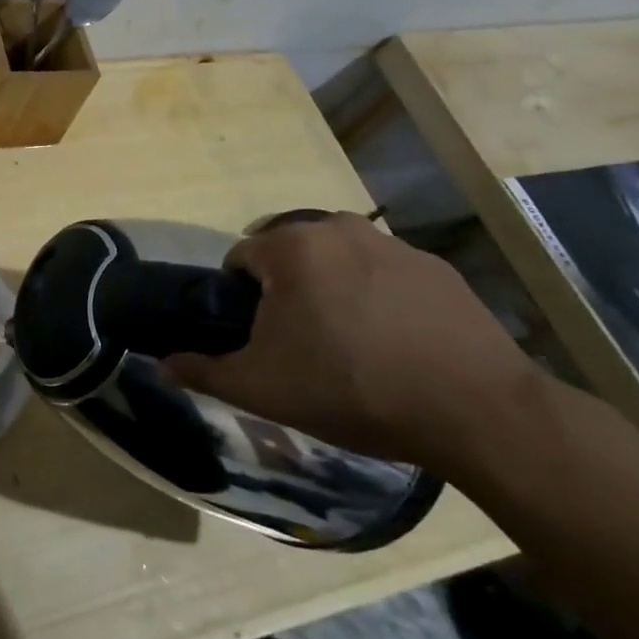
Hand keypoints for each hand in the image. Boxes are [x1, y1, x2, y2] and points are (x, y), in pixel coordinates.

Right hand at [161, 214, 541, 469]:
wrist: (476, 411)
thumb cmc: (352, 388)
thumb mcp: (263, 389)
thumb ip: (203, 371)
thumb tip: (161, 365)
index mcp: (290, 246)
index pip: (241, 258)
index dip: (241, 300)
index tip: (261, 340)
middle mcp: (337, 227)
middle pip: (289, 253)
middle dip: (286, 291)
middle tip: (303, 345)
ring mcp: (392, 243)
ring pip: (338, 261)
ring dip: (332, 290)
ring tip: (352, 346)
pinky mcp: (436, 267)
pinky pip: (385, 274)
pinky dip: (378, 297)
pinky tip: (396, 343)